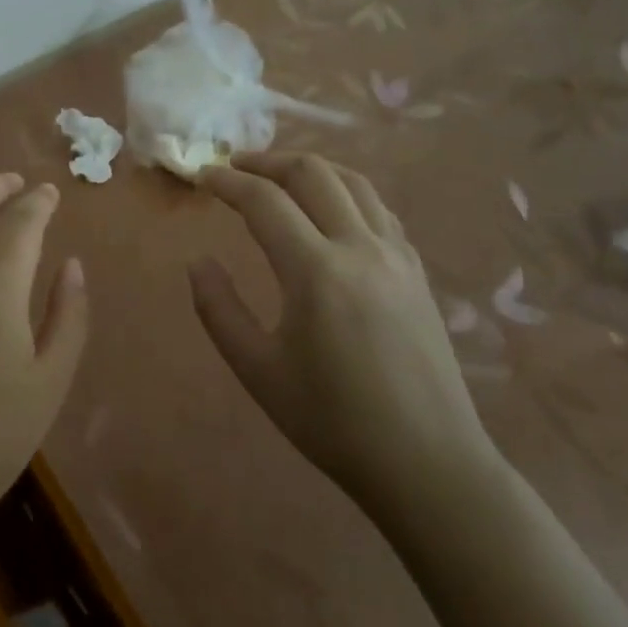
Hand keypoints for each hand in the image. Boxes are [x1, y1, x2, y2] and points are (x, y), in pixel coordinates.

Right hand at [189, 152, 498, 518]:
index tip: (203, 176)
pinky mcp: (417, 271)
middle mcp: (360, 249)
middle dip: (267, 161)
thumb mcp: (258, 371)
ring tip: (278, 178)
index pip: (264, 201)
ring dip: (310, 168)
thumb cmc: (333, 422)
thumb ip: (218, 309)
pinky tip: (329, 211)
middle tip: (235, 168)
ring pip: (353, 181)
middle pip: (313, 173)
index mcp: (317, 272)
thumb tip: (198, 261)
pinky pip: (378, 208)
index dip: (228, 181)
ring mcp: (397, 256)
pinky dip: (345, 192)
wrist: (428, 465)